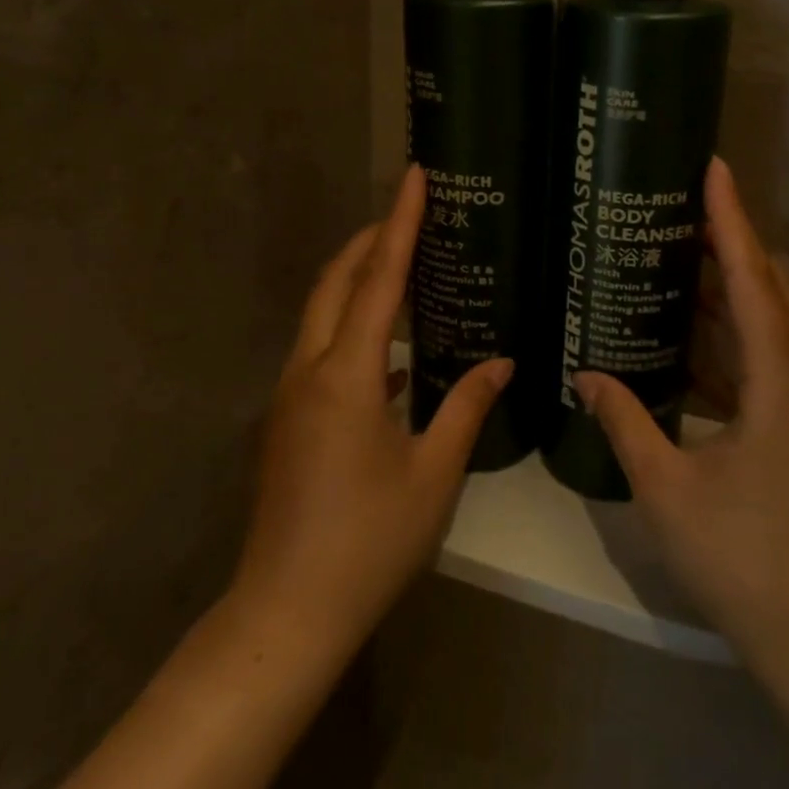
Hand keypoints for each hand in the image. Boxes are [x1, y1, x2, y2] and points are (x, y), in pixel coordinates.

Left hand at [232, 165, 511, 660]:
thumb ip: (467, 407)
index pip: (379, 280)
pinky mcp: (287, 422)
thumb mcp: (433, 473)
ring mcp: (290, 397)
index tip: (413, 176)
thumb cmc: (369, 541)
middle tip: (409, 214)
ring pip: (321, 316)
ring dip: (356, 282)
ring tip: (402, 267)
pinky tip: (390, 353)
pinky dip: (351, 330)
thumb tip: (502, 361)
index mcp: (347, 376)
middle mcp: (309, 372)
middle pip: (335, 284)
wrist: (287, 611)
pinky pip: (320, 352)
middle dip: (369, 241)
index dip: (399, 223)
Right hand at [575, 158, 788, 676]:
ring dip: (733, 292)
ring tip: (679, 264)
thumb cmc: (743, 555)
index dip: (730, 220)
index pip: (754, 278)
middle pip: (771, 290)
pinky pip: (772, 359)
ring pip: (775, 325)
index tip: (713, 169)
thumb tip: (585, 374)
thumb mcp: (668, 486)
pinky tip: (691, 343)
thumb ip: (625, 421)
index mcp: (782, 380)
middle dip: (730, 246)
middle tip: (679, 213)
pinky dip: (734, 339)